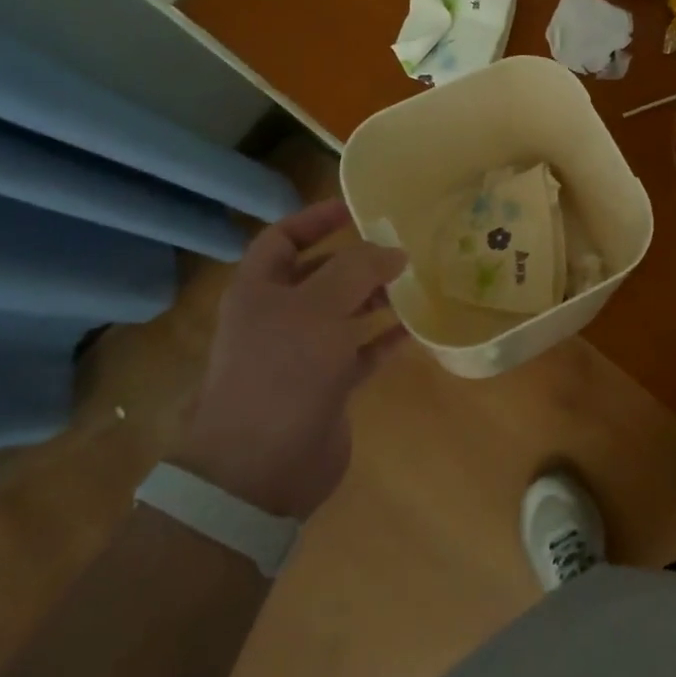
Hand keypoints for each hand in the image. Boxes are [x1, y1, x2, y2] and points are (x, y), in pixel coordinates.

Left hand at [173, 200, 407, 519]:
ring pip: (343, 311)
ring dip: (375, 296)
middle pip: (319, 274)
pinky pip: (361, 350)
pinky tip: (416, 329)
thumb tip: (393, 251)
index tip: (356, 208)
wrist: (260, 468)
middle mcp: (278, 317)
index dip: (315, 218)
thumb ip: (358, 269)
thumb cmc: (283, 372)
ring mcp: (302, 353)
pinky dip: (385, 338)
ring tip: (414, 282)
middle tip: (399, 246)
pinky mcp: (326, 385)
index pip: (283, 238)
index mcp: (259, 290)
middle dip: (356, 259)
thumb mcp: (320, 307)